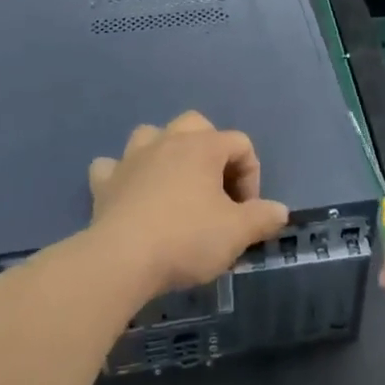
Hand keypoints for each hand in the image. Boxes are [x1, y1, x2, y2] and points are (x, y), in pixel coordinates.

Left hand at [88, 111, 289, 301]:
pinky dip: (123, 175)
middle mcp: (167, 141)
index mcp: (202, 147)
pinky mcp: (104, 182)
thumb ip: (263, 217)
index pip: (240, 143)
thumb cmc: (186, 239)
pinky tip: (130, 194)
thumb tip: (280, 210)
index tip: (247, 212)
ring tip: (174, 184)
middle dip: (211, 151)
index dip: (251, 175)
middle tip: (216, 189)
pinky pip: (113, 166)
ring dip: (165, 152)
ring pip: (152, 135)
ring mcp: (131, 158)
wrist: (122, 260)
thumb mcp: (237, 233)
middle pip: (196, 124)